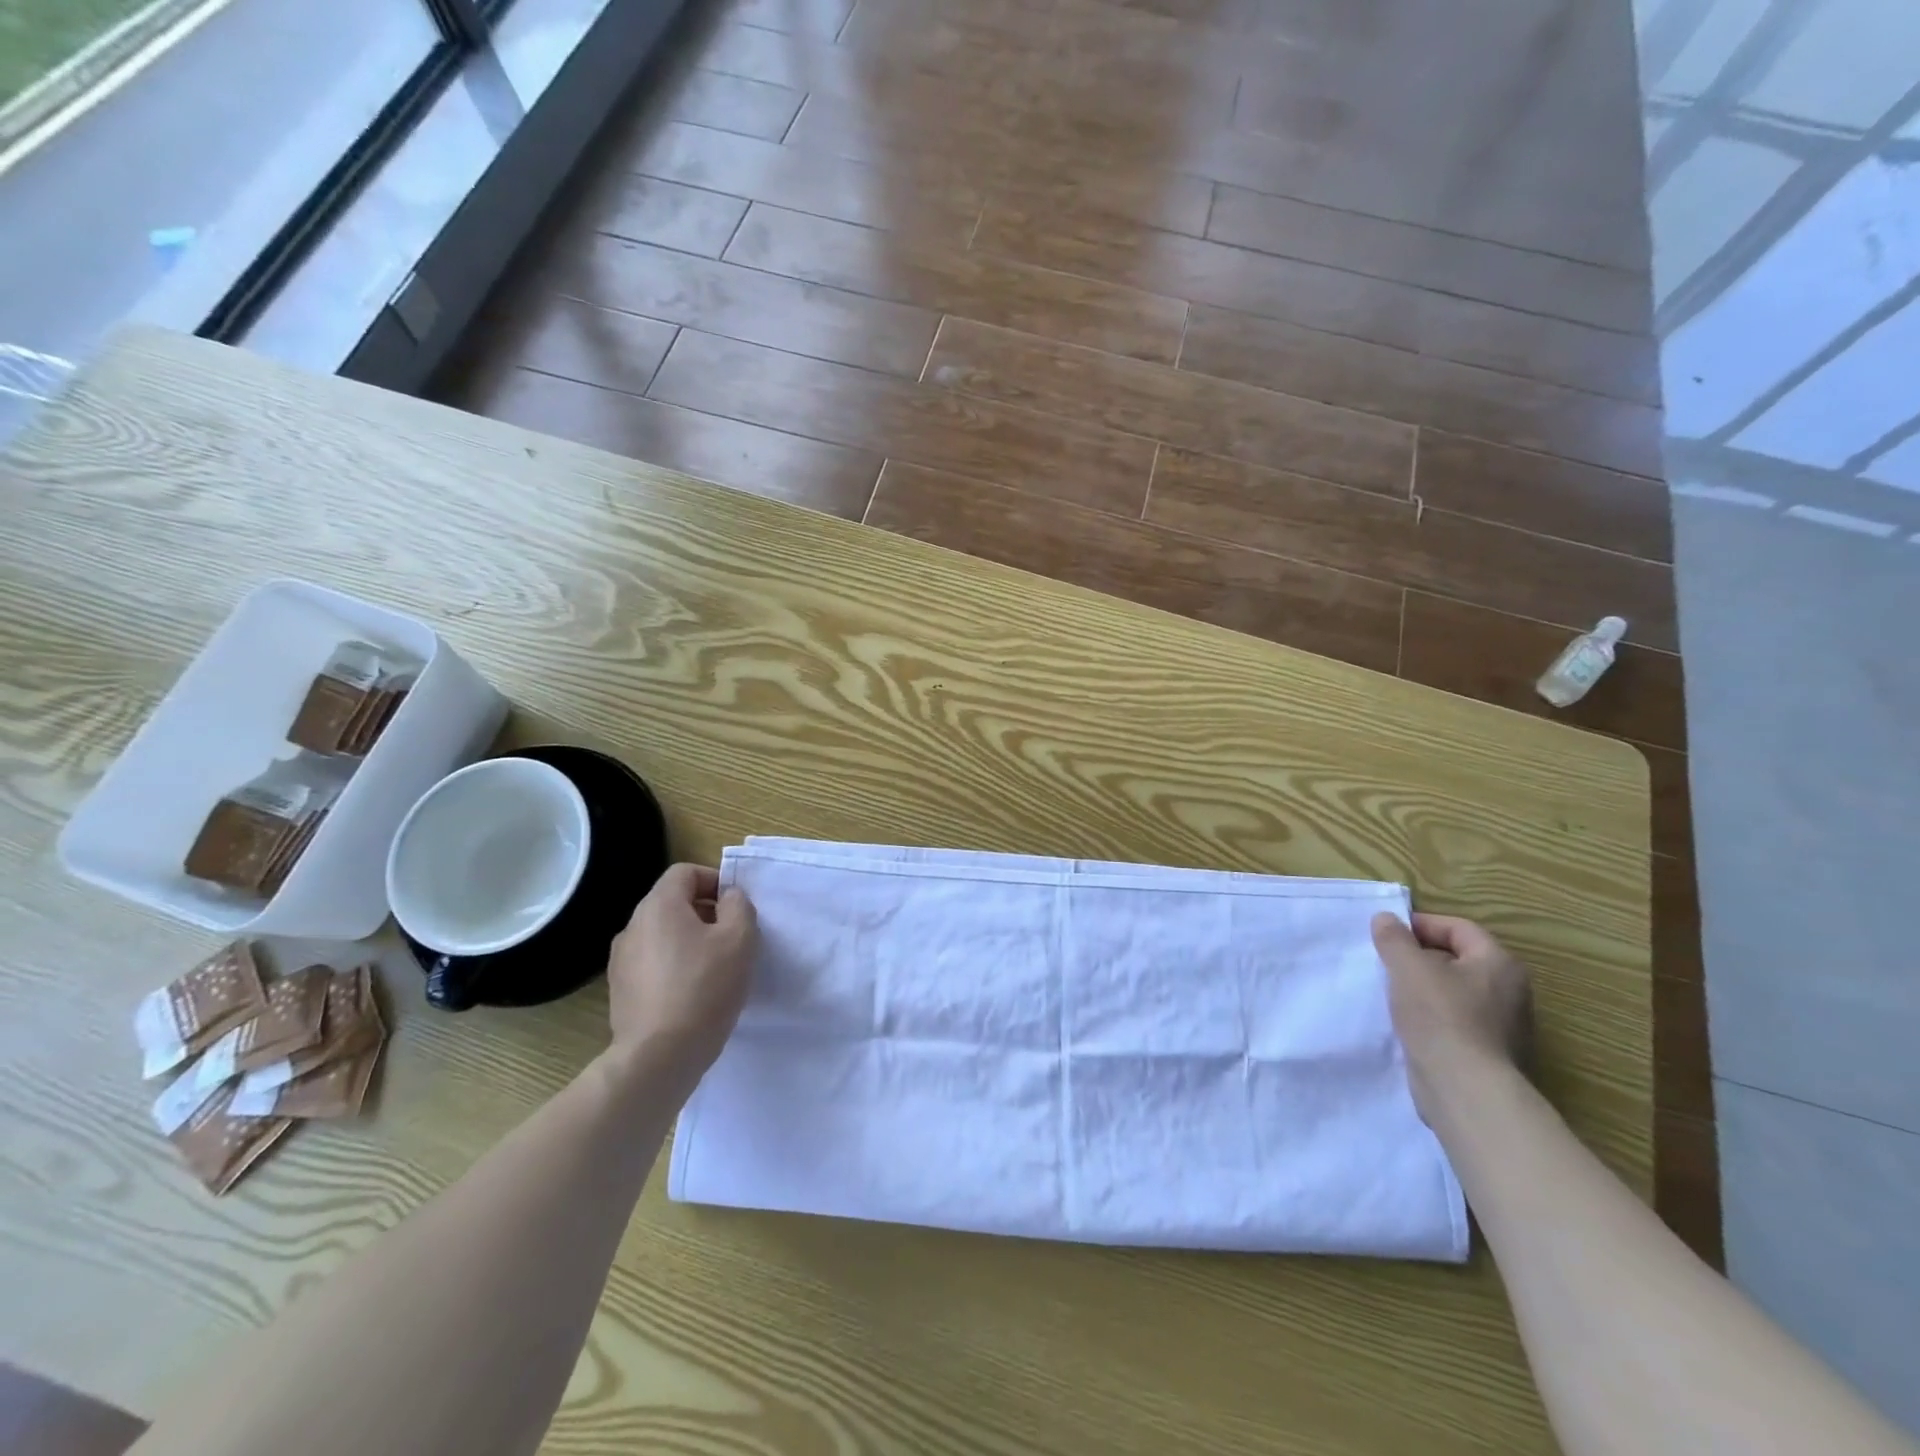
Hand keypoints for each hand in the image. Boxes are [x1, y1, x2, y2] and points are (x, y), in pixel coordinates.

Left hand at [606, 863, 756, 1080]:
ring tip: (715, 969)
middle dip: (706, 913)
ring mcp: (621, 960)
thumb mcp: (740, 939)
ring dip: (690, 941)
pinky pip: (653, 964)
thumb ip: (739, 906)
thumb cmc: (704, 988)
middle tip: (732, 940)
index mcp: (658, 906)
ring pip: (663, 935)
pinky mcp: (619, 991)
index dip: (715, 881)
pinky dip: (674, 967)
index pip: (685, 872)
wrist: (658, 1057)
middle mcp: (633, 926)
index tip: (736, 908)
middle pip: (672, 903)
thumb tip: (728, 899)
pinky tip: (693, 994)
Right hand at [1371, 912, 1532, 1123]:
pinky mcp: (1489, 1053)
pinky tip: (1407, 1023)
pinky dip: (1431, 1015)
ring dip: (1423, 987)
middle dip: (1420, 956)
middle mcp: (1510, 991)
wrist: (1465, 1089)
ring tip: (1391, 992)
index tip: (1387, 933)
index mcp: (1499, 964)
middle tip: (1386, 961)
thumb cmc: (1440, 1017)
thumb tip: (1386, 918)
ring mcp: (1504, 1026)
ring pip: (1455, 991)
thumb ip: (1394, 938)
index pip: (1459, 928)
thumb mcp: (1407, 967)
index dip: (1421, 924)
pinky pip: (1456, 1020)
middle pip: (1458, 959)